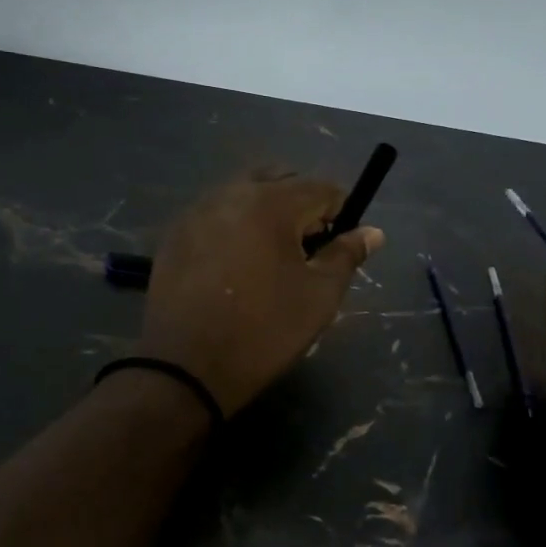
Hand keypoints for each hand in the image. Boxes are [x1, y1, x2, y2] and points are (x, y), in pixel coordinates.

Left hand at [138, 171, 383, 416]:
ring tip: (269, 258)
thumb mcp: (319, 297)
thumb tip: (372, 232)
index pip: (321, 187)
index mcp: (271, 203)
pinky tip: (233, 266)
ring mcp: (196, 211)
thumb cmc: (264, 331)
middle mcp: (231, 193)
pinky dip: (233, 226)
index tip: (340, 244)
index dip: (341, 212)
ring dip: (266, 212)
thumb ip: (346, 256)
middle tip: (306, 249)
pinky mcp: (174, 234)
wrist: (185, 366)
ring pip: (243, 193)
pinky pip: (215, 214)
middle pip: (280, 180)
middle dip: (301, 204)